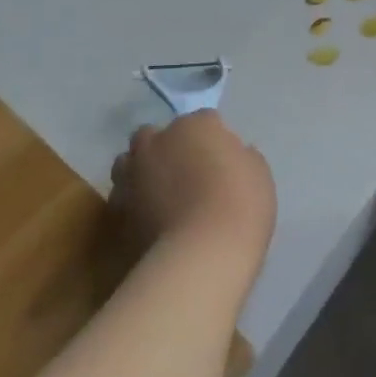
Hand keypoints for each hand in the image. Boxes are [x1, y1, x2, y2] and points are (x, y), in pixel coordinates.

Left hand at [111, 111, 275, 282]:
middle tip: (186, 172)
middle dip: (167, 147)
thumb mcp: (258, 174)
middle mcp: (158, 141)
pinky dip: (134, 202)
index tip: (224, 160)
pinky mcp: (117, 209)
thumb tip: (232, 156)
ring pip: (129, 161)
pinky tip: (149, 218)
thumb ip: (241, 157)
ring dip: (142, 170)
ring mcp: (133, 174)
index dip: (215, 139)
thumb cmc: (239, 206)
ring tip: (160, 193)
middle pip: (156, 134)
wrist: (202, 256)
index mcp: (194, 126)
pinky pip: (124, 196)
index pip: (204, 120)